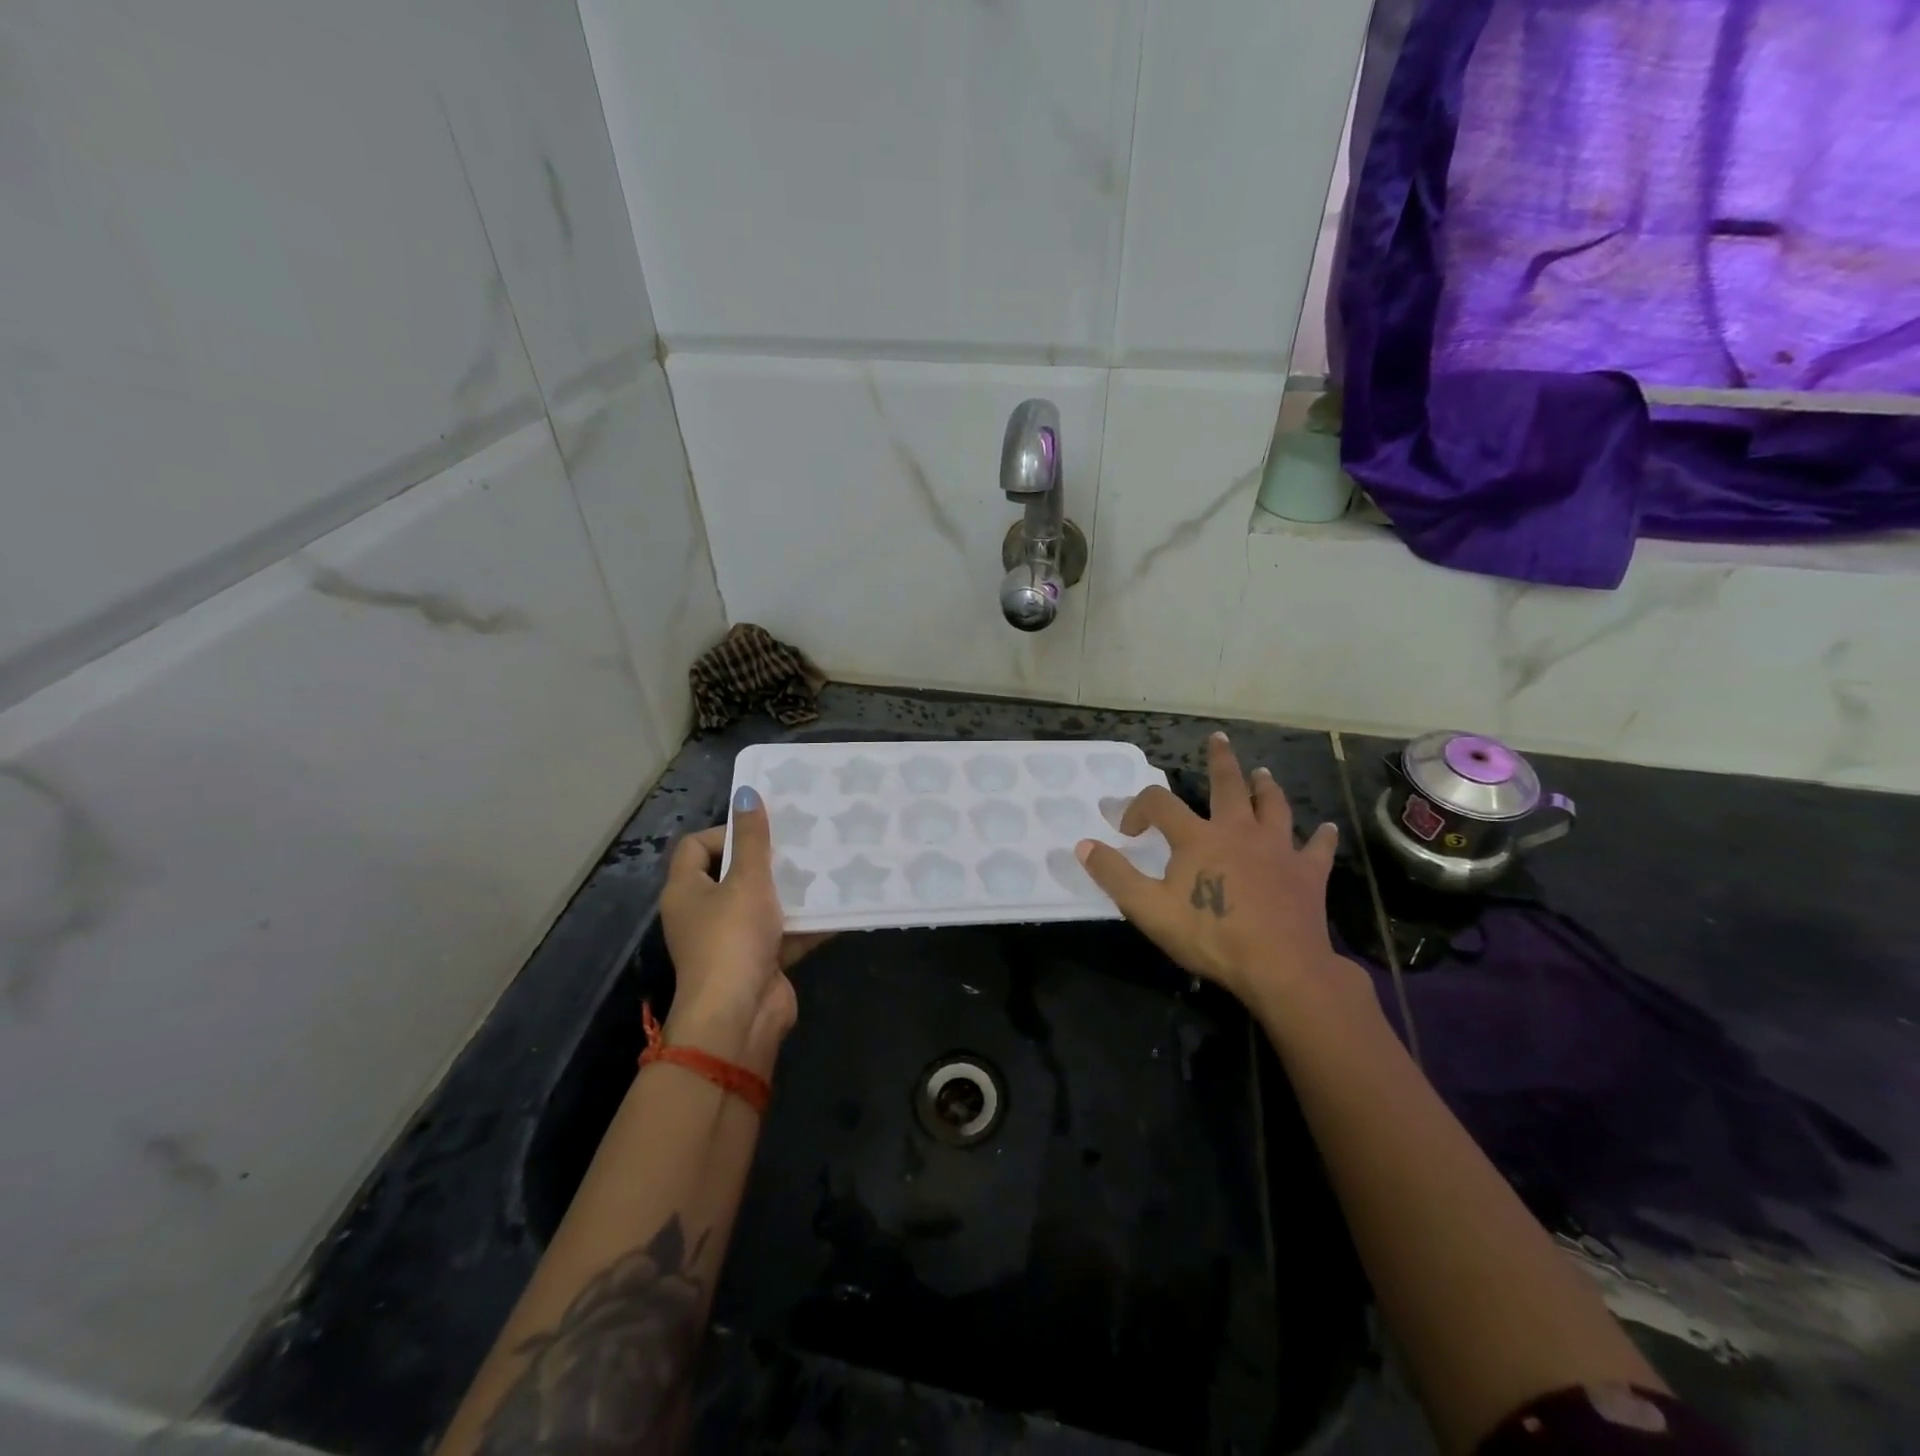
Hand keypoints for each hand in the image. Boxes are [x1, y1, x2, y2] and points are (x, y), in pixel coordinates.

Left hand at [659, 787, 829, 1076]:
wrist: (739, 1016)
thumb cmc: (733, 939)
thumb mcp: (746, 880)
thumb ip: (751, 838)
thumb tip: (746, 793)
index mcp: (686, 891)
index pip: (696, 846)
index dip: (725, 831)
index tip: (762, 829)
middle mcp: (703, 914)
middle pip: (733, 875)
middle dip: (767, 860)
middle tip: (800, 842)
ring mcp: (731, 941)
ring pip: (762, 905)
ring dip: (790, 891)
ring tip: (824, 867)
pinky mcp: (759, 962)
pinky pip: (784, 934)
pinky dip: (805, 923)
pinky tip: (837, 905)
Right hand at [1076, 732, 1354, 1009]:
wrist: (1280, 967)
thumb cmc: (1211, 936)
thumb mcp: (1149, 910)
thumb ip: (1114, 875)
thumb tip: (1083, 844)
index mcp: (1198, 838)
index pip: (1160, 804)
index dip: (1138, 808)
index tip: (1128, 830)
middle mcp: (1238, 831)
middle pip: (1228, 785)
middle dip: (1221, 761)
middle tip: (1219, 739)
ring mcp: (1277, 849)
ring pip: (1273, 806)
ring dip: (1266, 788)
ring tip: (1263, 773)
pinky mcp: (1307, 873)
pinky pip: (1317, 848)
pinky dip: (1320, 837)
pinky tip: (1326, 828)